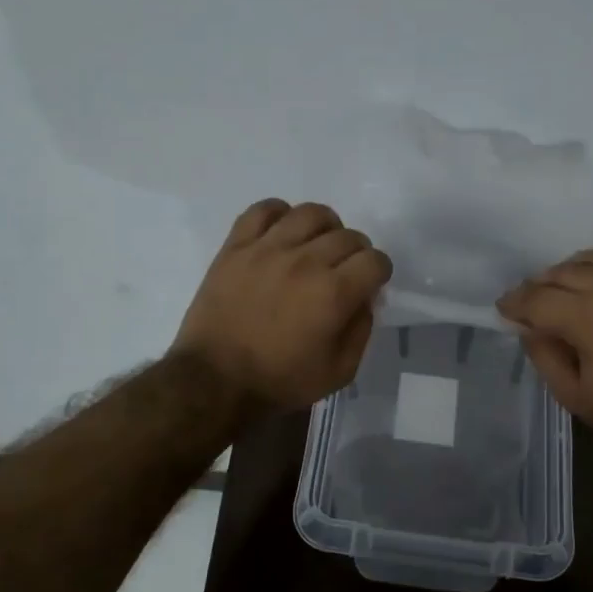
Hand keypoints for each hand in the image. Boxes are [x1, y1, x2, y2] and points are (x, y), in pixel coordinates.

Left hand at [173, 199, 393, 412]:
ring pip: (311, 213)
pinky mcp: (237, 246)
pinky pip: (263, 209)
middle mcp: (306, 261)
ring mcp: (268, 248)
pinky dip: (279, 213)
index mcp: (334, 293)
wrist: (214, 381)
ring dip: (325, 227)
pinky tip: (281, 232)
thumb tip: (365, 298)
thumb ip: (361, 330)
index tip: (369, 284)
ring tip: (317, 245)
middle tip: (344, 271)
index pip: (375, 260)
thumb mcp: (339, 372)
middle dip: (356, 253)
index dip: (379, 272)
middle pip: (348, 236)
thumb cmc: (279, 381)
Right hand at [497, 245, 592, 449]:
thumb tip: (529, 328)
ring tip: (564, 285)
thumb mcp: (577, 398)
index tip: (503, 308)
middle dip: (539, 285)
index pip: (538, 298)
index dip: (515, 302)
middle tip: (530, 301)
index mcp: (587, 317)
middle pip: (562, 272)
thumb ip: (546, 358)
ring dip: (571, 268)